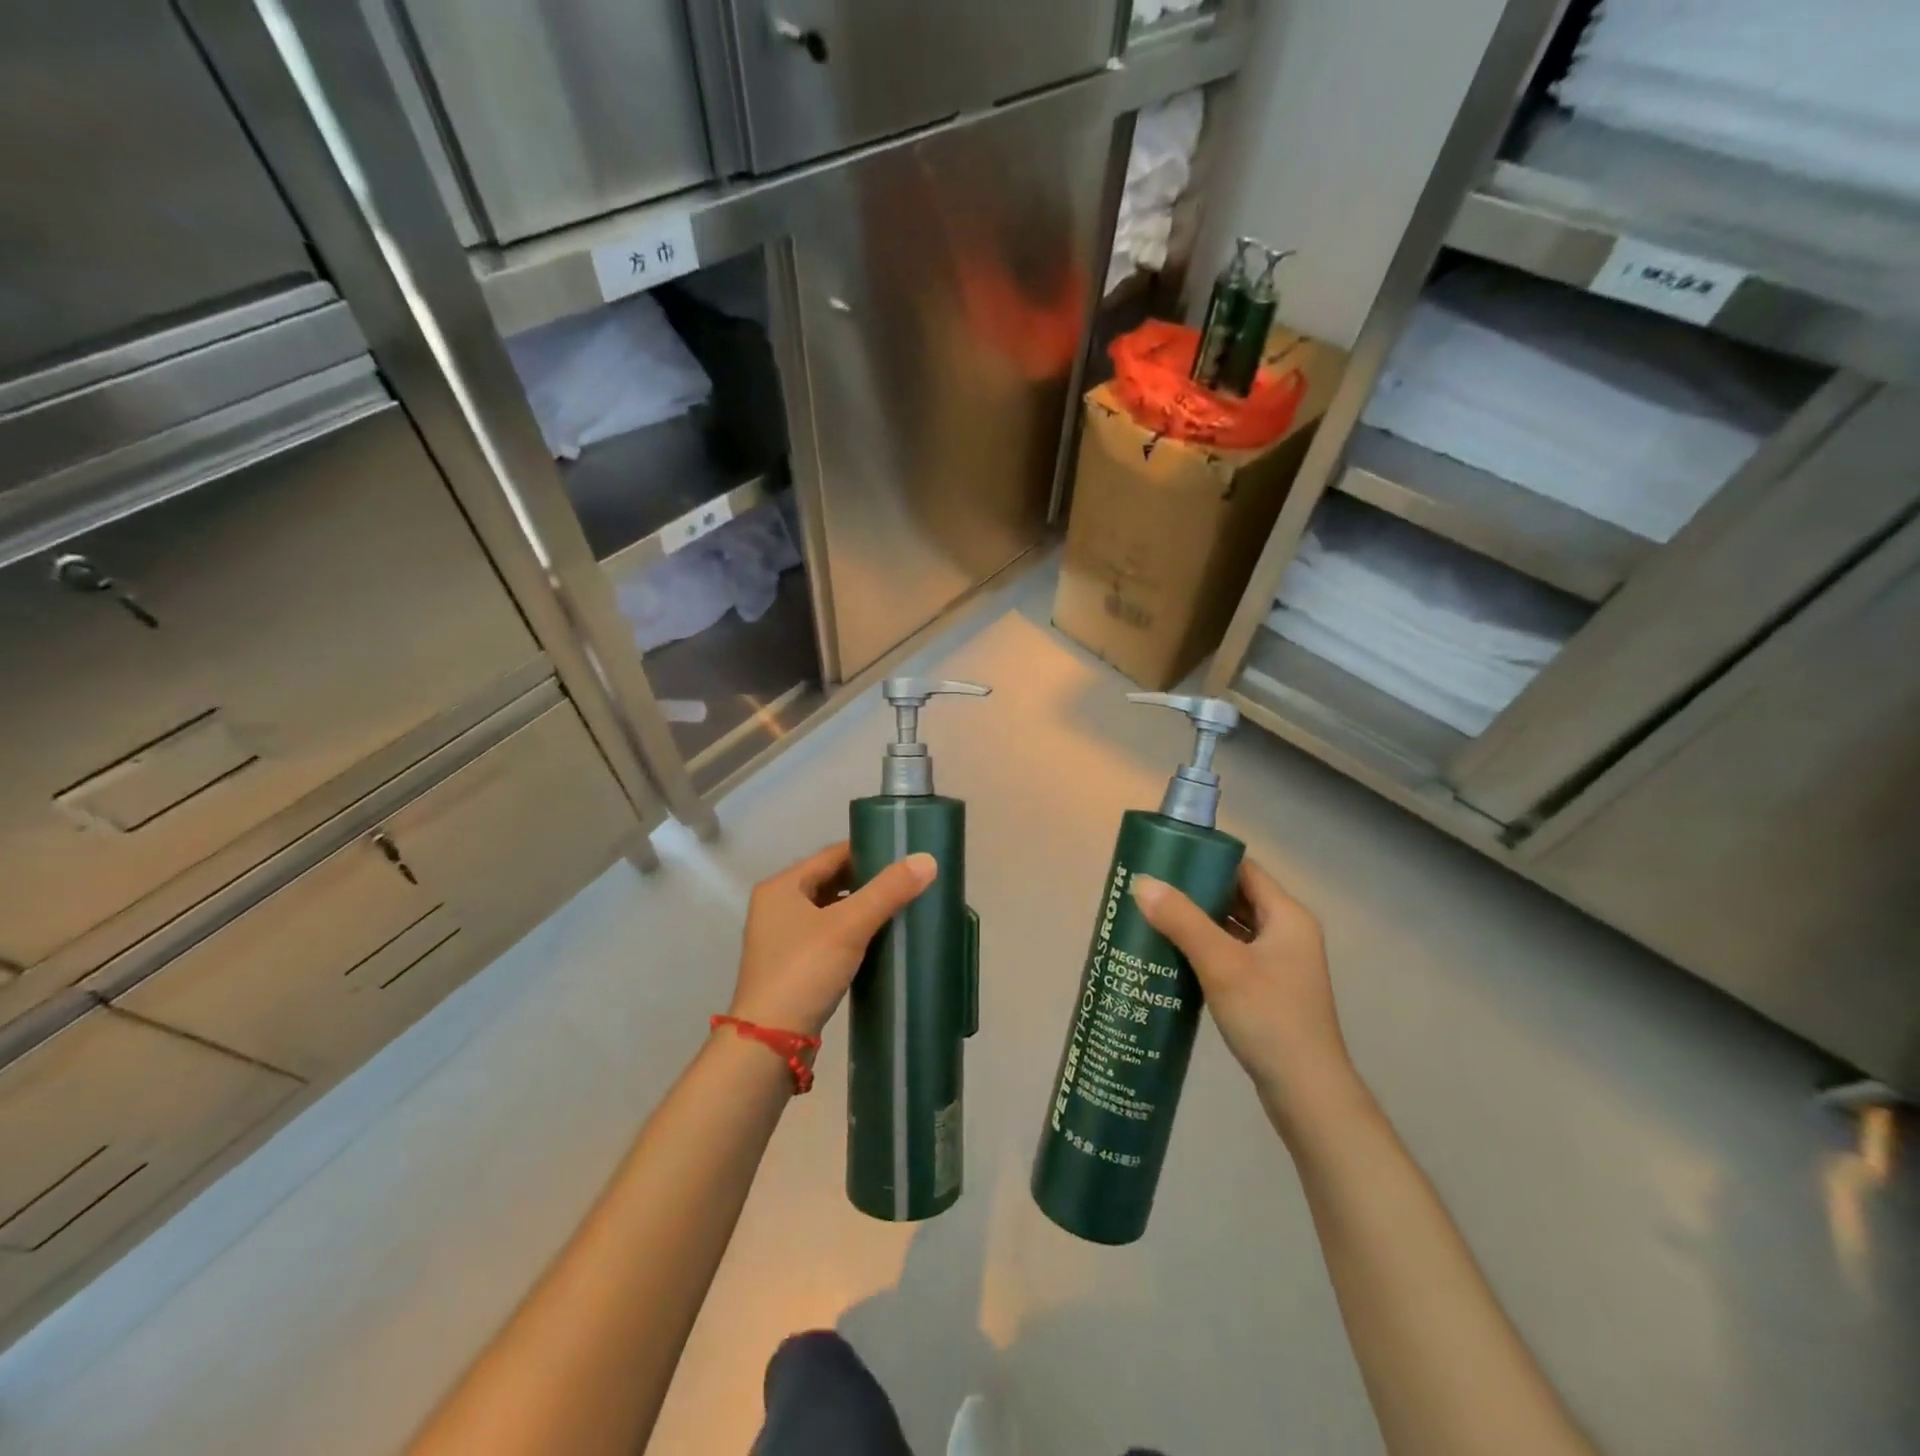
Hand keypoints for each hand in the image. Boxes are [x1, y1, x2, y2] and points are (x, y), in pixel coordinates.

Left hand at [728, 842, 936, 1039]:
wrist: (770, 1043)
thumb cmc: (805, 971)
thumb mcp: (849, 926)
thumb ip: (888, 891)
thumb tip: (928, 859)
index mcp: (782, 886)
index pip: (832, 854)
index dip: (869, 851)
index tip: (905, 855)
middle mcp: (776, 905)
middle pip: (830, 880)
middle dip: (868, 881)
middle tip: (907, 882)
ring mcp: (781, 938)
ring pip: (829, 910)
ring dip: (860, 908)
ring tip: (899, 908)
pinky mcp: (791, 966)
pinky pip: (827, 936)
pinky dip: (851, 933)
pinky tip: (878, 940)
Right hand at [1131, 859, 1357, 1134]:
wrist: (1306, 1094)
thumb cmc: (1269, 1018)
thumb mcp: (1221, 964)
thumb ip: (1182, 920)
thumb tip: (1141, 882)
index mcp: (1287, 916)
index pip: (1243, 869)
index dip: (1206, 859)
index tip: (1165, 859)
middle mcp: (1287, 933)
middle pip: (1236, 897)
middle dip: (1195, 891)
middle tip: (1150, 889)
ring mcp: (1279, 964)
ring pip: (1232, 928)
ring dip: (1197, 922)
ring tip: (1153, 917)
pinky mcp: (1268, 990)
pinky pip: (1232, 955)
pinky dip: (1205, 949)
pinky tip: (1173, 956)